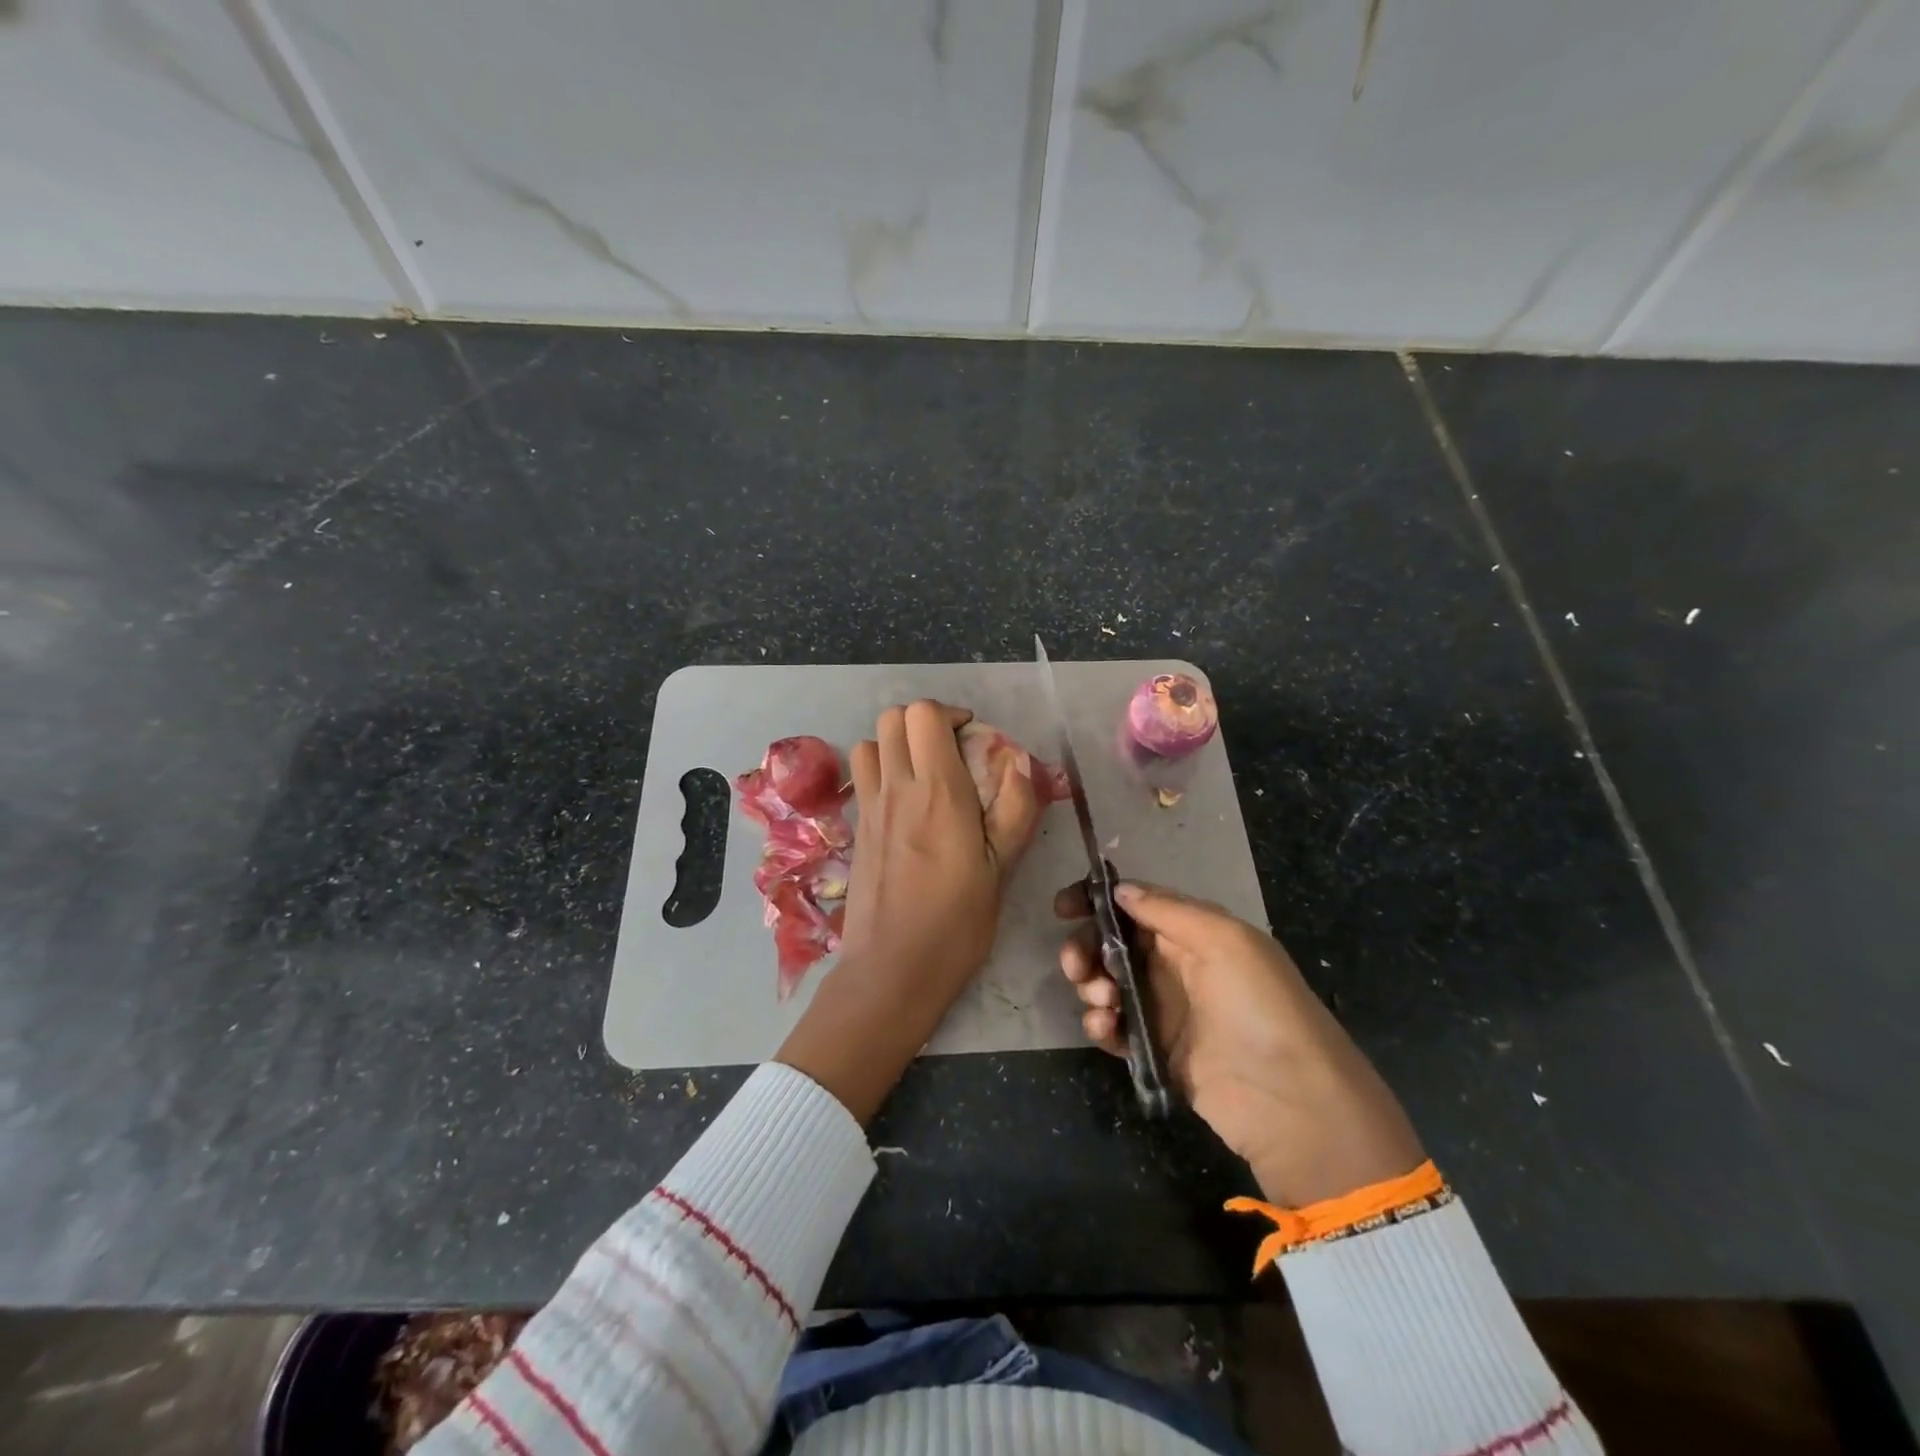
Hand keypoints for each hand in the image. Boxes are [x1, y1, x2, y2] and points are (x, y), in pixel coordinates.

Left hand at [777, 700, 1043, 1122]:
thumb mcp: (1002, 869)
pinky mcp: (855, 830)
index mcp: (937, 791)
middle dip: (923, 721)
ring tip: (923, 772)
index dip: (950, 714)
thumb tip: (1020, 762)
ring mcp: (869, 808)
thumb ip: (1015, 809)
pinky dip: (880, 770)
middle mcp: (896, 788)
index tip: (973, 739)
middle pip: (892, 717)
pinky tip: (903, 805)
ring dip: (896, 744)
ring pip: (869, 743)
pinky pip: (862, 777)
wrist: (892, 970)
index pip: (925, 715)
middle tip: (950, 751)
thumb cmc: (956, 923)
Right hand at [1057, 880, 1423, 1206]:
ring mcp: (1163, 1009)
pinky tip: (1106, 1029)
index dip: (1096, 901)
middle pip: (1112, 944)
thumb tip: (1119, 889)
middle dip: (1086, 948)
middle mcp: (1174, 964)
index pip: (1134, 905)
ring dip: (1091, 986)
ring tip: (1103, 1003)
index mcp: (1193, 931)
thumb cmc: (1259, 1005)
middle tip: (1076, 966)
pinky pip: (1113, 1027)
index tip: (1063, 908)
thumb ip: (1167, 910)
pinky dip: (1100, 1024)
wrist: (1291, 1100)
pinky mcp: (1154, 1050)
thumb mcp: (1223, 940)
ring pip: (1106, 983)